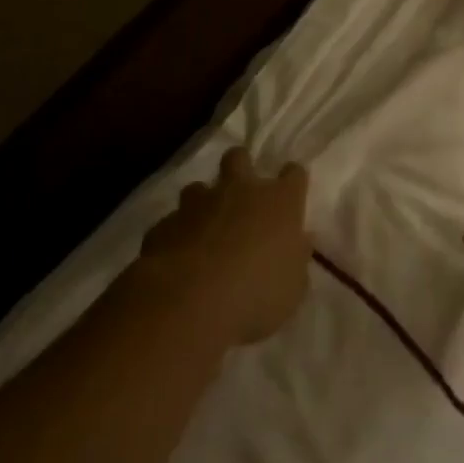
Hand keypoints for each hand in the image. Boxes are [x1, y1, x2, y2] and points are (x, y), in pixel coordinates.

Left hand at [133, 147, 311, 346]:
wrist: (189, 304)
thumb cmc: (256, 295)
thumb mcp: (292, 288)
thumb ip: (295, 260)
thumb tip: (299, 243)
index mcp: (279, 201)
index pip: (293, 174)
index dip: (291, 181)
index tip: (290, 194)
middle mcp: (240, 190)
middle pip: (239, 158)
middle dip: (239, 168)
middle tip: (240, 193)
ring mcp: (198, 204)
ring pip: (198, 187)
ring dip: (201, 203)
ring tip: (202, 228)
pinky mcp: (164, 225)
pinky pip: (170, 223)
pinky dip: (174, 235)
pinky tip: (174, 257)